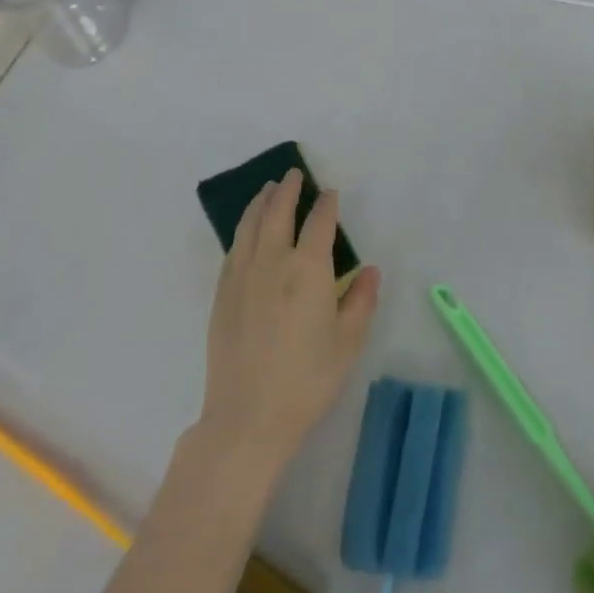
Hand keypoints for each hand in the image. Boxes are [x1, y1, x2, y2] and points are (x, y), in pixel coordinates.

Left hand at [199, 170, 380, 471]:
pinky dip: (242, 230)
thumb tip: (370, 270)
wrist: (248, 417)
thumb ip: (361, 300)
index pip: (318, 223)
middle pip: (277, 213)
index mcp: (308, 270)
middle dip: (287, 190)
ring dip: (260, 203)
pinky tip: (246, 231)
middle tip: (293, 175)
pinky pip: (233, 249)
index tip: (329, 193)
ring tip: (267, 190)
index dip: (325, 205)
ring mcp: (242, 277)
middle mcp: (273, 263)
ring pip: (249, 226)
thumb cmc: (307, 379)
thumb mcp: (348, 342)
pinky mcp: (222, 295)